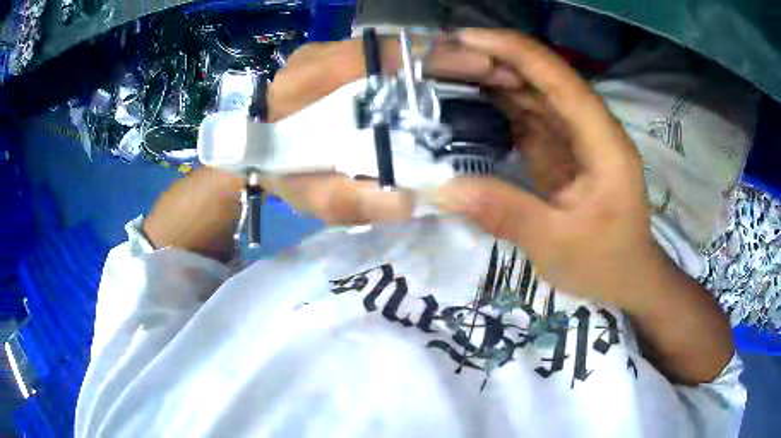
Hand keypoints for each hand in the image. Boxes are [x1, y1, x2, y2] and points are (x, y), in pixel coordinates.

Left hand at [263, 35, 522, 224]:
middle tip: (490, 69)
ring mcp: (323, 52)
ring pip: (388, 45)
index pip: (373, 55)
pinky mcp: (331, 56)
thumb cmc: (283, 175)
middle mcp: (314, 57)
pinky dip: (415, 60)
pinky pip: (380, 53)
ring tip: (477, 70)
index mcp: (305, 85)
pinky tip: (444, 73)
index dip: (429, 57)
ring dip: (434, 55)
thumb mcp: (312, 197)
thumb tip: (406, 200)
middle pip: (389, 44)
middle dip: (444, 53)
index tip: (479, 66)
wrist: (256, 154)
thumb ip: (350, 200)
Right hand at [437, 30, 733, 384]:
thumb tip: (445, 190)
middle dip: (494, 61)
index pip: (557, 78)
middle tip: (440, 60)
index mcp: (602, 141)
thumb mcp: (558, 245)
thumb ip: (506, 213)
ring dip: (494, 80)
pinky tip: (470, 104)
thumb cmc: (606, 263)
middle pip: (542, 79)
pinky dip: (500, 109)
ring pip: (534, 95)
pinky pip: (530, 120)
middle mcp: (590, 129)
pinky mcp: (563, 153)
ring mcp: (576, 140)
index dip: (512, 50)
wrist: (628, 278)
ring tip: (446, 74)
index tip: (464, 38)